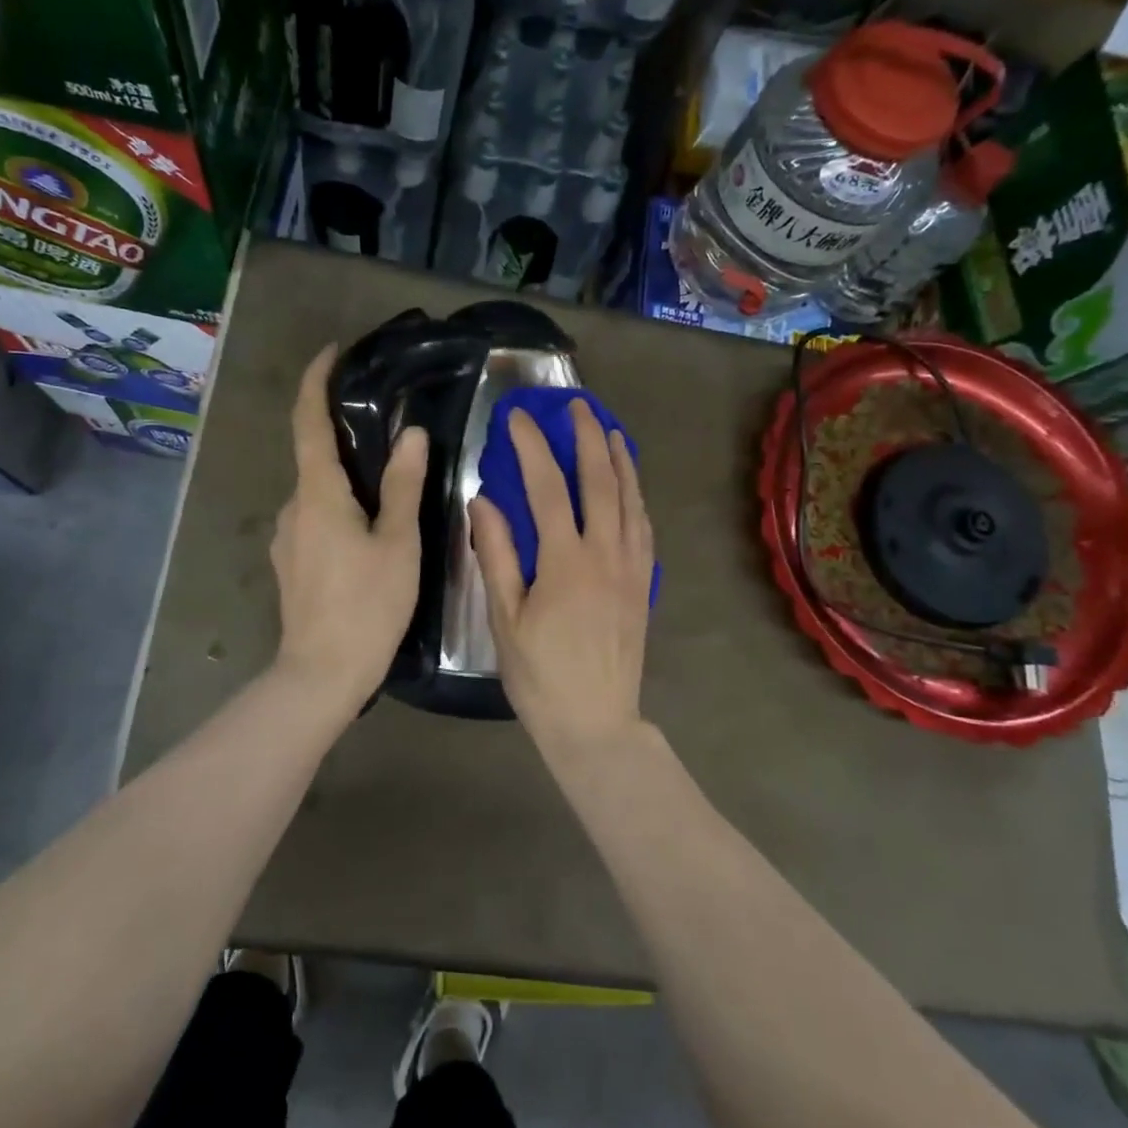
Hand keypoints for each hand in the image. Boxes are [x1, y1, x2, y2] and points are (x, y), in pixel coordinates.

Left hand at [270, 345, 428, 714]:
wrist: (321, 674)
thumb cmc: (367, 606)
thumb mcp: (397, 543)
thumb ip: (402, 485)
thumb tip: (410, 434)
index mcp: (318, 494)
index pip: (307, 421)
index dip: (315, 381)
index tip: (331, 352)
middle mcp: (293, 507)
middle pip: (314, 457)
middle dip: (343, 436)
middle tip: (387, 432)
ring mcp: (287, 537)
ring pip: (318, 492)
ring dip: (346, 479)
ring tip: (388, 488)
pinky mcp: (291, 562)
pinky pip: (316, 518)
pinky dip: (339, 507)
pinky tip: (369, 531)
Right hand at [469, 400, 655, 757]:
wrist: (596, 722)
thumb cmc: (541, 676)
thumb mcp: (506, 619)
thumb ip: (497, 555)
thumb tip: (483, 501)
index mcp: (566, 562)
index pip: (548, 487)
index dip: (533, 446)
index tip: (518, 417)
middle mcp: (606, 555)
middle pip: (601, 481)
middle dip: (588, 437)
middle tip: (577, 405)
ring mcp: (632, 568)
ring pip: (631, 500)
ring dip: (621, 460)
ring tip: (611, 430)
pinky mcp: (644, 585)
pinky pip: (644, 528)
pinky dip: (637, 498)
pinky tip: (630, 488)